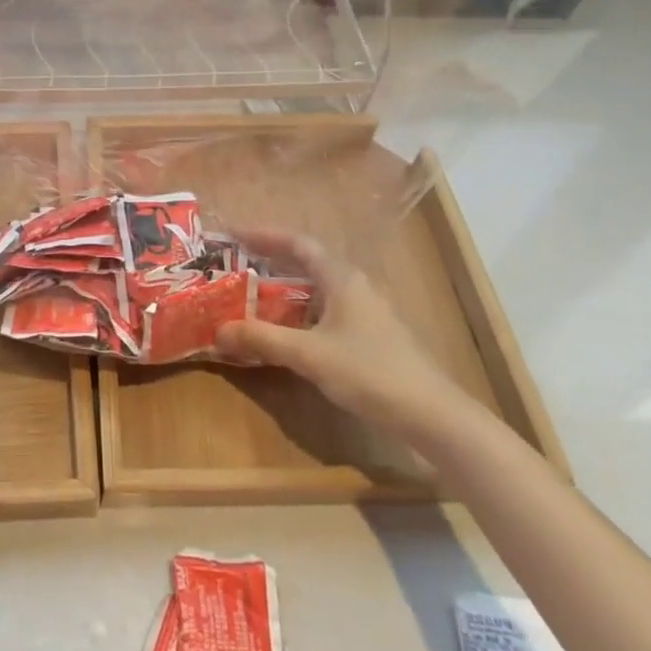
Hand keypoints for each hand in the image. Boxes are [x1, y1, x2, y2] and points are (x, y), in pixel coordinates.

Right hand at [215, 230, 466, 437]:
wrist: (432, 415)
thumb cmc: (370, 371)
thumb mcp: (309, 355)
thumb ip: (263, 339)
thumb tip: (218, 330)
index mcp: (342, 278)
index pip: (298, 243)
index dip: (264, 235)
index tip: (233, 236)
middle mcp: (355, 286)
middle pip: (307, 263)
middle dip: (270, 261)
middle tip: (237, 266)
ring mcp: (367, 312)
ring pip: (318, 289)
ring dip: (285, 289)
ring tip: (253, 297)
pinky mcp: (372, 337)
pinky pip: (327, 311)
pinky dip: (301, 313)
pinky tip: (288, 333)